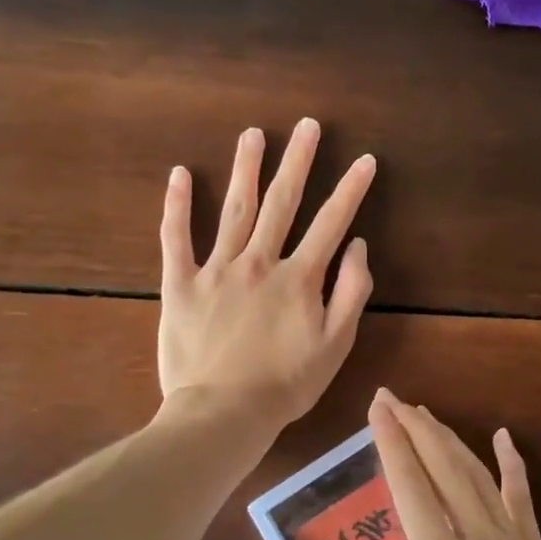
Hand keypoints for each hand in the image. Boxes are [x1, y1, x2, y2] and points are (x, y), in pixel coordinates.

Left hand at [158, 119, 375, 434]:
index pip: (330, 223)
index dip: (350, 190)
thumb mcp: (335, 346)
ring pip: (234, 209)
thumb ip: (351, 292)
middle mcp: (258, 262)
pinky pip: (176, 238)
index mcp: (298, 278)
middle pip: (282, 202)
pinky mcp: (180, 284)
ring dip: (245, 168)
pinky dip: (177, 205)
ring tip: (253, 134)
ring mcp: (216, 269)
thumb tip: (358, 246)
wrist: (222, 414)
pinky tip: (179, 174)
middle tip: (307, 125)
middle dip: (298, 161)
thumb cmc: (285, 384)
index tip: (364, 159)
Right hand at [305, 392, 540, 539]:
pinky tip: (504, 438)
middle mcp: (475, 538)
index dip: (391, 443)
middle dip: (415, 428)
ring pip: (476, 474)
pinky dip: (513, 464)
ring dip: (449, 440)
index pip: (409, 487)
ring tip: (426, 413)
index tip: (378, 408)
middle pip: (442, 467)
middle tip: (392, 398)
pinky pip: (522, 497)